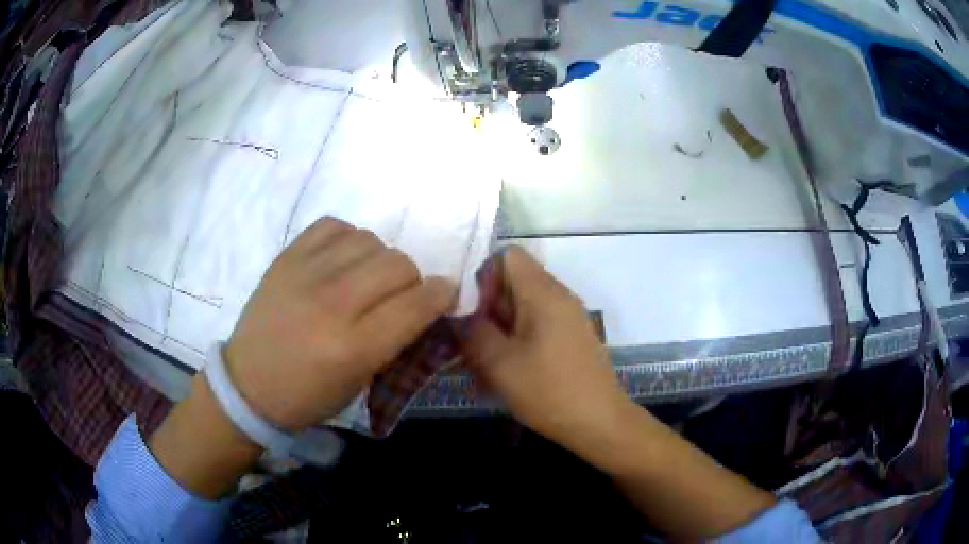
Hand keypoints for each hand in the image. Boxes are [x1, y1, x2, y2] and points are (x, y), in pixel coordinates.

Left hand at [225, 217, 455, 430]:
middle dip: (412, 279)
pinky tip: (341, 260)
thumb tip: (422, 304)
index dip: (441, 295)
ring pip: (370, 240)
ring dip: (379, 259)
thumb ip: (394, 340)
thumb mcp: (360, 382)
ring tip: (366, 278)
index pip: (416, 304)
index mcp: (353, 347)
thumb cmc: (308, 396)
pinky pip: (334, 226)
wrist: (248, 384)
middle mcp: (332, 303)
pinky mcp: (286, 257)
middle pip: (398, 264)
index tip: (445, 294)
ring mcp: (305, 274)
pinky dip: (347, 239)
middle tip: (399, 295)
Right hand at [463, 247, 628, 446]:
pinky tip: (508, 369)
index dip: (483, 275)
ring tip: (485, 360)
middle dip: (488, 306)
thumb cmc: (549, 391)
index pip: (508, 255)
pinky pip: (538, 324)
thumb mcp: (499, 363)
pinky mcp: (572, 337)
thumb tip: (461, 315)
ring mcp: (569, 317)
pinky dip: (518, 339)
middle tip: (471, 341)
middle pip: (515, 281)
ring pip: (524, 306)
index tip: (471, 310)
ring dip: (500, 327)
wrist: (600, 422)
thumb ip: (473, 331)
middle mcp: (560, 296)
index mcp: (544, 292)